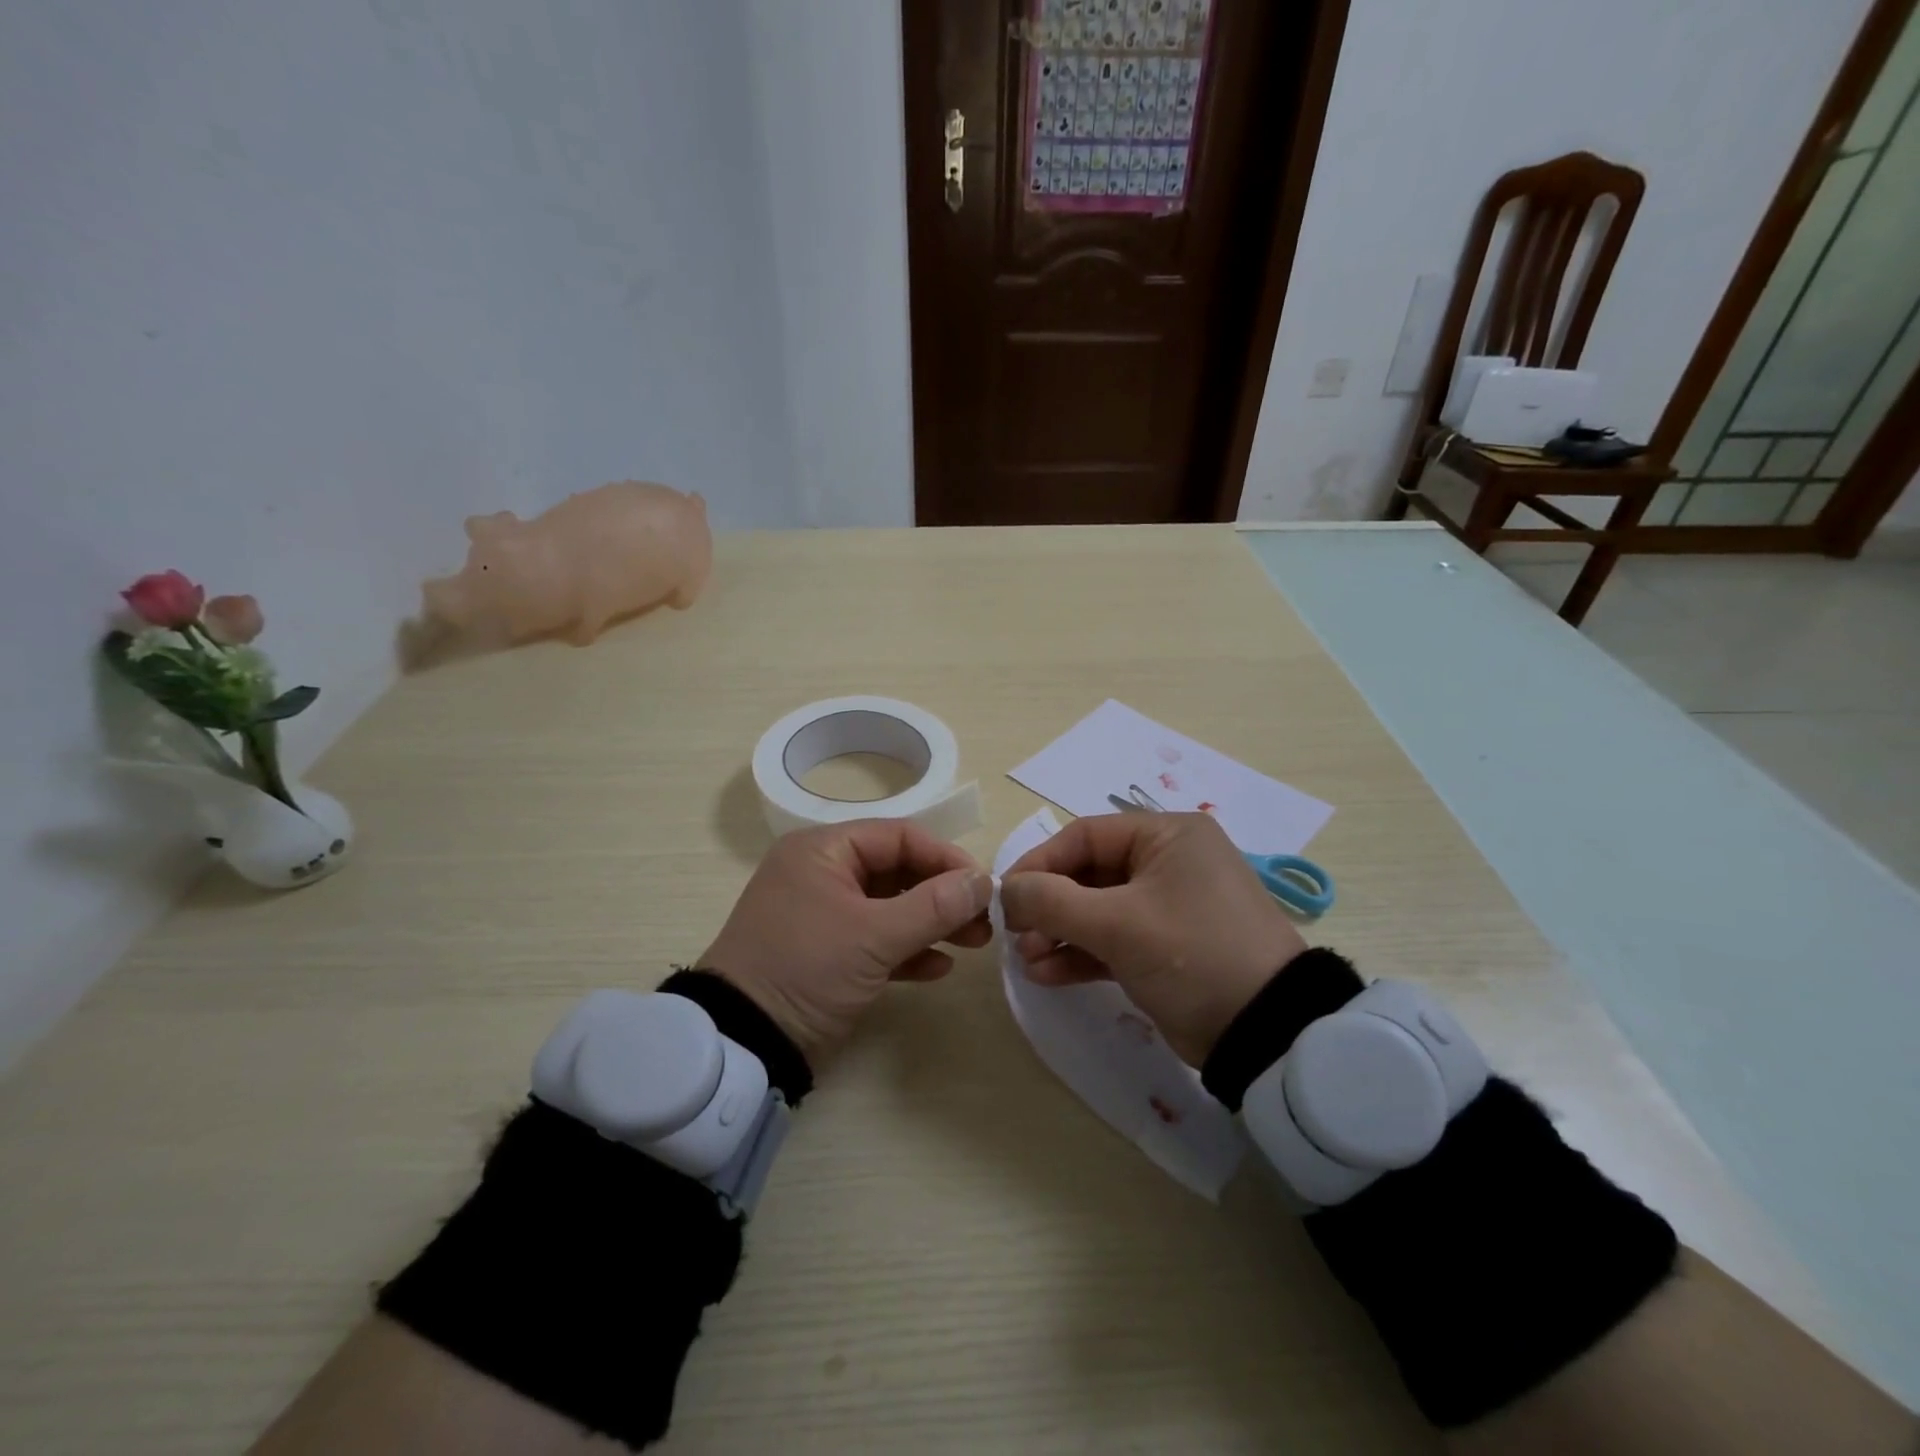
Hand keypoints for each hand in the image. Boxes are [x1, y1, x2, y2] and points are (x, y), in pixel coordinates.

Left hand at [700, 819, 992, 1065]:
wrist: (743, 1042)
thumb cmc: (806, 969)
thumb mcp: (873, 936)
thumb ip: (934, 905)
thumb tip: (984, 880)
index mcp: (824, 851)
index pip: (899, 837)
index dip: (945, 857)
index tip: (983, 886)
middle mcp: (823, 874)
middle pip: (898, 871)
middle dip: (944, 895)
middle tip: (985, 920)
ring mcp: (825, 915)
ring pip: (891, 907)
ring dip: (933, 923)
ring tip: (975, 943)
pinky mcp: (828, 953)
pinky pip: (877, 940)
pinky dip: (908, 950)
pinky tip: (939, 968)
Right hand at [999, 812, 1306, 1065]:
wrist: (1265, 1033)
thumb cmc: (1192, 955)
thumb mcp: (1118, 924)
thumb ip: (1053, 901)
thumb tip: (1007, 889)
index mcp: (1167, 836)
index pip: (1085, 835)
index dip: (1040, 862)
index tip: (1006, 894)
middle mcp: (1168, 862)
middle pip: (1088, 873)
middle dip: (1048, 905)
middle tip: (1015, 934)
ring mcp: (1167, 907)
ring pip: (1097, 910)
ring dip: (1058, 932)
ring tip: (1026, 960)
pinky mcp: (1165, 948)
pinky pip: (1113, 940)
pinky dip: (1080, 953)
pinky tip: (1046, 973)